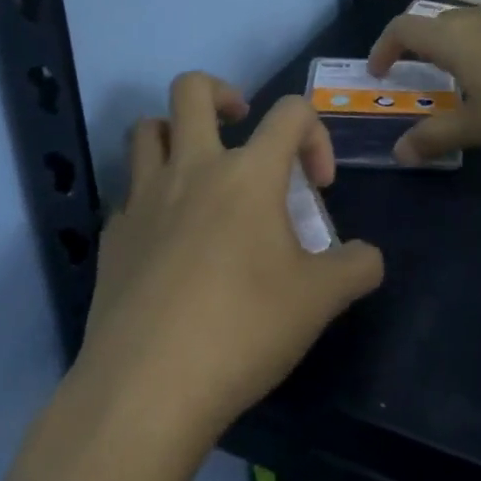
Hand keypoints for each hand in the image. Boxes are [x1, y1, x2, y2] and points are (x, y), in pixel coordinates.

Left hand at [77, 72, 384, 443]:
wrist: (147, 391)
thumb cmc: (244, 329)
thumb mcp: (322, 300)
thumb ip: (358, 267)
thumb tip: (368, 258)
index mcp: (249, 173)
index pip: (290, 111)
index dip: (315, 135)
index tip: (318, 186)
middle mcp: (192, 169)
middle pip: (192, 90)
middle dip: (223, 94)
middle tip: (243, 128)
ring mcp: (143, 200)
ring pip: (145, 130)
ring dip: (174, 134)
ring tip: (200, 169)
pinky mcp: (111, 237)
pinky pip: (128, 192)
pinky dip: (151, 196)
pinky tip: (170, 238)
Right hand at [368, 2, 480, 163]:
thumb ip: (438, 135)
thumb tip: (400, 151)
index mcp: (457, 39)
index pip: (404, 28)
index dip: (385, 47)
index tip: (379, 71)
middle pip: (438, 23)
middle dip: (421, 46)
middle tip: (420, 75)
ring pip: (472, 23)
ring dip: (457, 45)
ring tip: (464, 79)